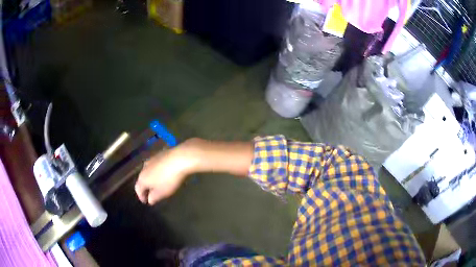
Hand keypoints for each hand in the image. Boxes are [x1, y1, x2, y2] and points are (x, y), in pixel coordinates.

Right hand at [135, 141, 196, 204]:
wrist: (179, 158)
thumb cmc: (169, 179)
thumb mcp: (161, 193)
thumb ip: (153, 197)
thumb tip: (149, 200)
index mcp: (142, 178)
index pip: (137, 189)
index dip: (141, 196)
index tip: (146, 201)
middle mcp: (144, 168)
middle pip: (142, 179)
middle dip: (146, 187)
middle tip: (151, 194)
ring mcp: (151, 159)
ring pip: (148, 171)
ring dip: (152, 179)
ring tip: (158, 184)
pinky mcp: (160, 154)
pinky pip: (156, 166)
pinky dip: (157, 172)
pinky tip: (164, 174)